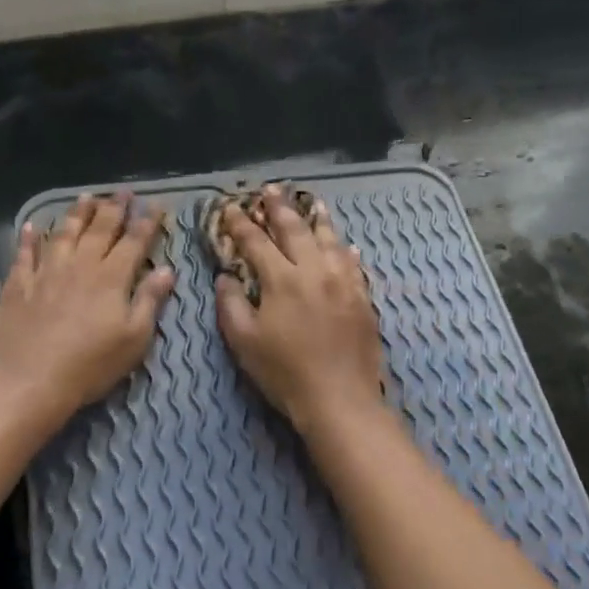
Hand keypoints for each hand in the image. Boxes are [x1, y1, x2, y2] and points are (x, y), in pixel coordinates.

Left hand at [0, 194, 174, 420]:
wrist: (31, 379)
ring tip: (86, 196)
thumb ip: (150, 301)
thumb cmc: (91, 364)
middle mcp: (80, 266)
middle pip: (100, 229)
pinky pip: (25, 254)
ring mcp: (46, 272)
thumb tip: (166, 270)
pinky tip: (32, 226)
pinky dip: (29, 238)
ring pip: (64, 233)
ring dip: (77, 213)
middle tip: (123, 191)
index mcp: (112, 278)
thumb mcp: (134, 339)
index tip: (155, 205)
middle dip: (114, 208)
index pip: (134, 242)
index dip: (146, 222)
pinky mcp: (19, 285)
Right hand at [215, 184, 385, 433]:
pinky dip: (346, 250)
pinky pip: (355, 264)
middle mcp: (315, 271)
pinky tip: (346, 245)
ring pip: (330, 241)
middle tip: (272, 189)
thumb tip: (225, 277)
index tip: (231, 208)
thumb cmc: (285, 373)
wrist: (340, 399)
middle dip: (281, 208)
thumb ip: (231, 304)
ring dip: (319, 219)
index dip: (241, 224)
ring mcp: (344, 283)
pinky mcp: (364, 299)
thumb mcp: (244, 342)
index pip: (257, 242)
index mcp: (282, 280)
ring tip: (313, 203)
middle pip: (297, 230)